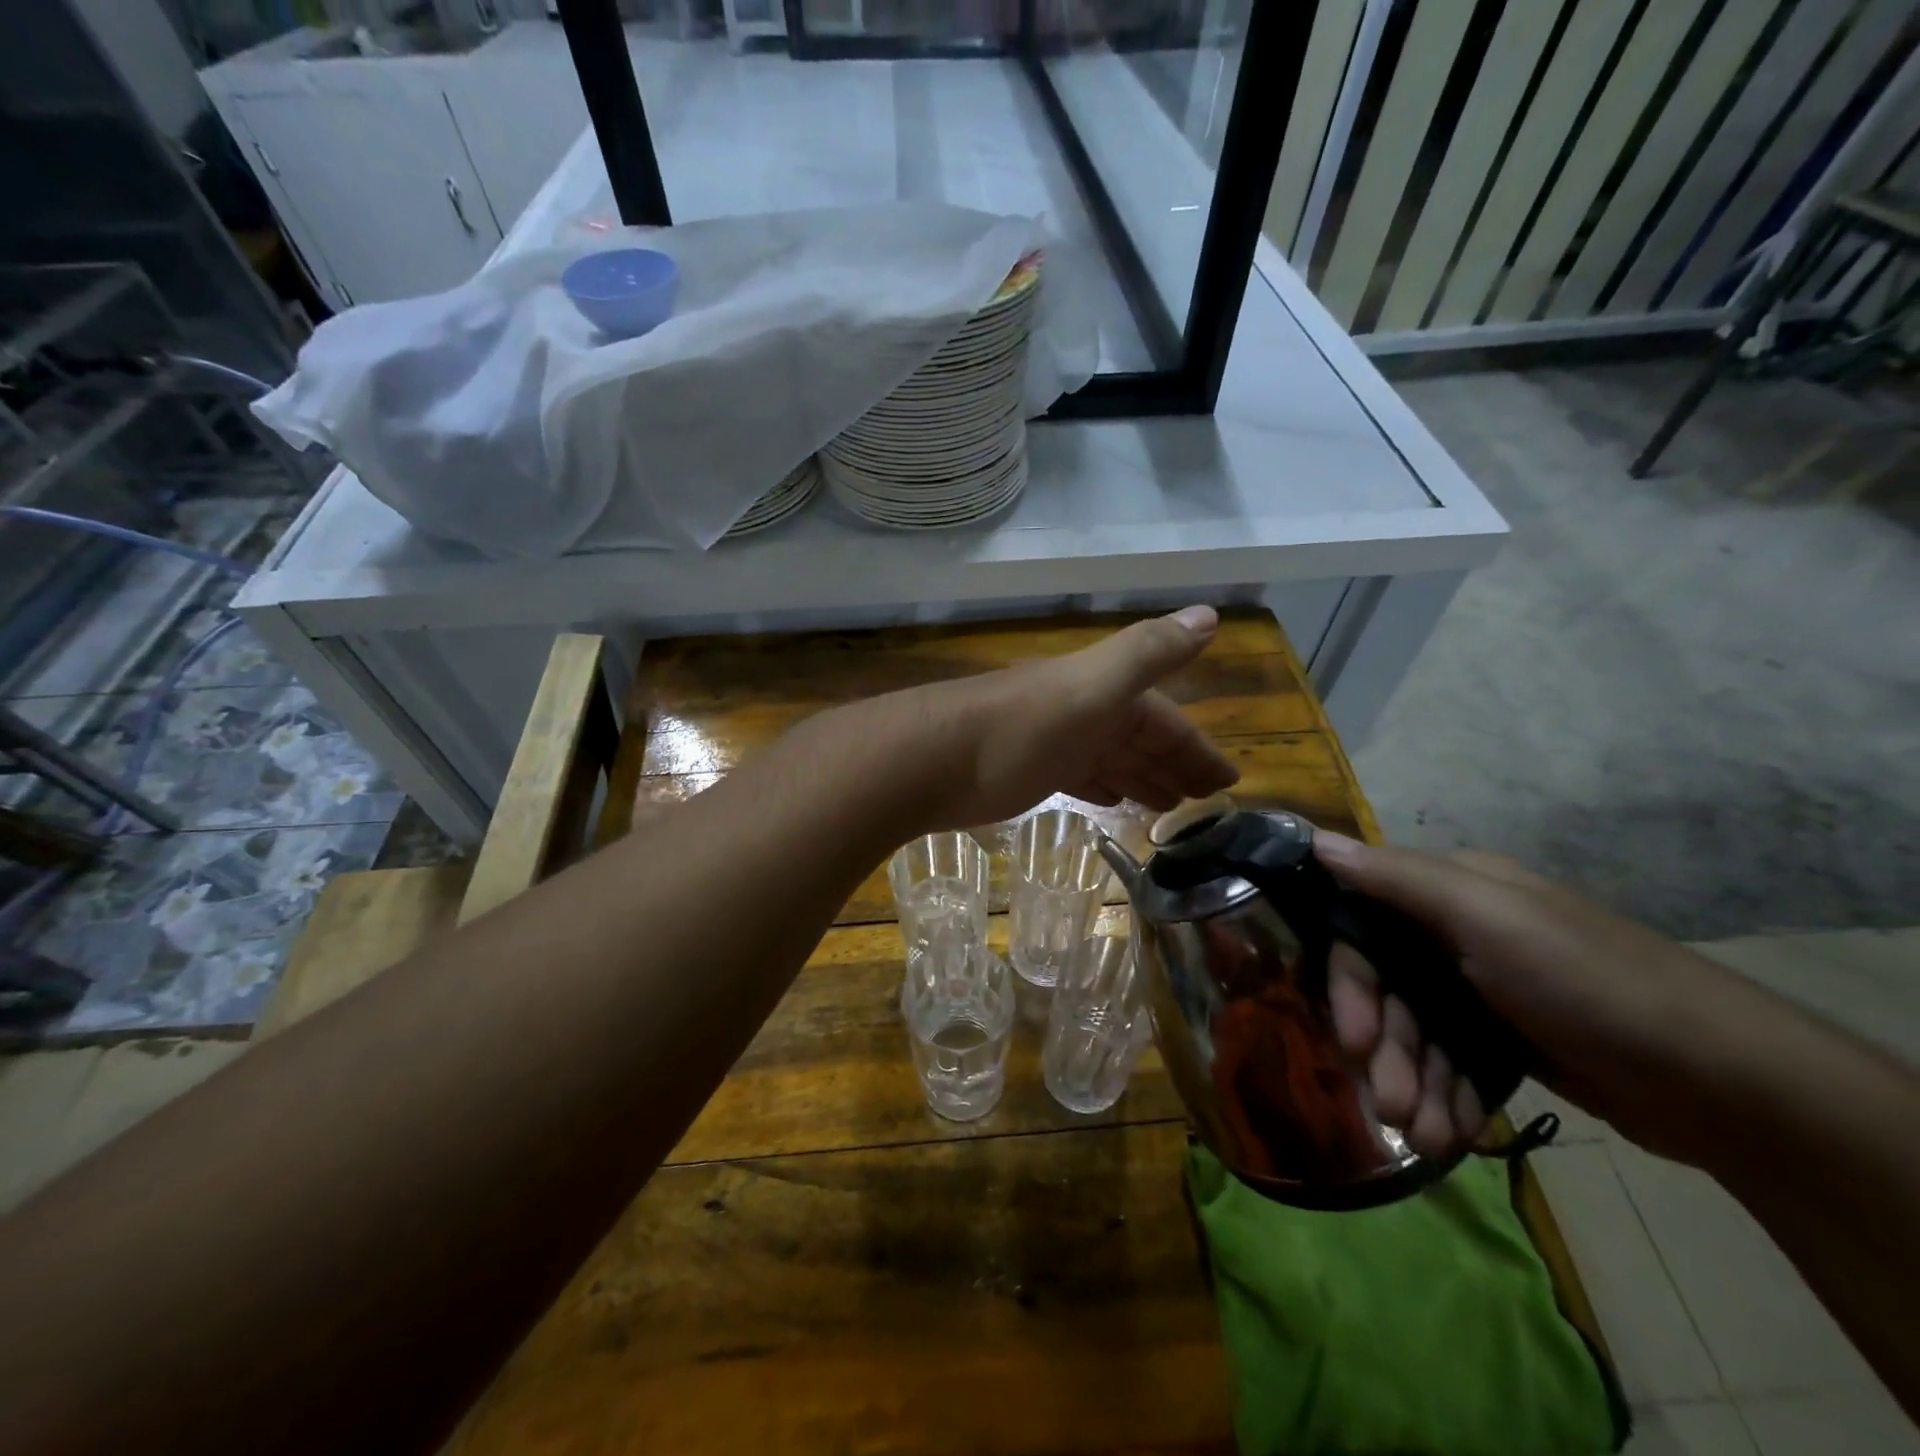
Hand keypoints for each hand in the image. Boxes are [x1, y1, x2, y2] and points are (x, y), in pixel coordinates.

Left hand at [880, 606, 1240, 831]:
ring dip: (1141, 777)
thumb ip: (1148, 653)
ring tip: (1170, 808)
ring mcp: (1051, 741)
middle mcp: (1081, 711)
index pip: (1165, 719)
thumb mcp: (1091, 687)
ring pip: (1109, 758)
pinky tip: (1113, 802)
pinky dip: (1101, 787)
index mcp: (1103, 691)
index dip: (1197, 748)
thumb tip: (1210, 613)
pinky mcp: (1024, 771)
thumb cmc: (1018, 729)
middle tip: (1205, 804)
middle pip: (1138, 739)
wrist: (929, 759)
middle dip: (1174, 765)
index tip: (1228, 783)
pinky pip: (1078, 777)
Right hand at [1315, 834, 1754, 1164]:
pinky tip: (1449, 1133)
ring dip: (1412, 1082)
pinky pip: (1450, 1060)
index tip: (1353, 1038)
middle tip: (1389, 1105)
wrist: (1725, 1082)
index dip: (1350, 982)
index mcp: (1448, 892)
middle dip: (1385, 1047)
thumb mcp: (1488, 918)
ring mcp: (1481, 988)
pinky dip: (1444, 1094)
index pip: (1362, 926)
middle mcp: (1455, 932)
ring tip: (1423, 1136)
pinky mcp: (1505, 1039)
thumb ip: (1396, 880)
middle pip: (1386, 985)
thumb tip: (1313, 840)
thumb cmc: (1589, 983)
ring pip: (1416, 1030)